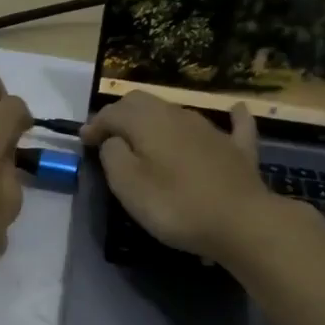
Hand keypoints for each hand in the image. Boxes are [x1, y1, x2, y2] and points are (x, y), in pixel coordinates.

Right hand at [81, 92, 297, 263]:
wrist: (241, 222)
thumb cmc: (175, 205)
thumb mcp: (128, 185)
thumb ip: (113, 155)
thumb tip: (113, 140)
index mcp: (149, 121)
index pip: (113, 112)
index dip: (95, 124)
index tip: (83, 141)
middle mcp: (179, 115)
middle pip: (144, 103)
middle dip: (122, 115)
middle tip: (108, 137)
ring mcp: (212, 130)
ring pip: (177, 112)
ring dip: (156, 120)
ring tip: (145, 139)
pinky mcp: (238, 149)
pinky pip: (234, 125)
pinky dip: (229, 118)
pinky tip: (234, 112)